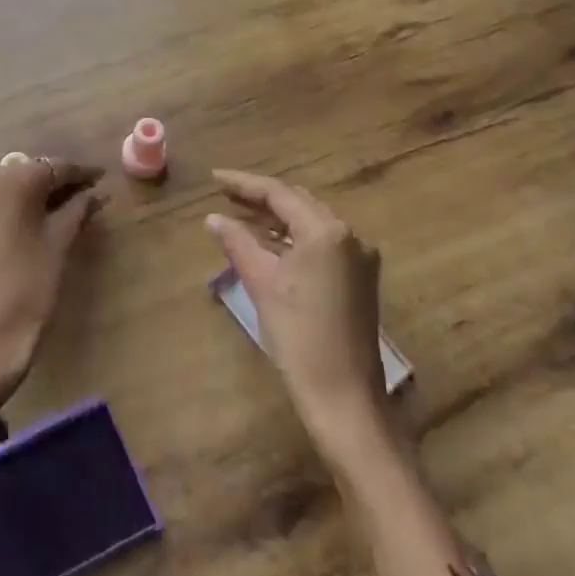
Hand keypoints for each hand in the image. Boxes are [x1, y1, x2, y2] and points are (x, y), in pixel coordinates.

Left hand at [0, 156, 103, 411]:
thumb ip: (77, 211)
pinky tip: (39, 223)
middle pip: (28, 173)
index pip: (52, 166)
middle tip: (89, 194)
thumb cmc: (27, 289)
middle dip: (59, 181)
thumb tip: (95, 192)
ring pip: (10, 188)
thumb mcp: (59, 246)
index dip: (81, 172)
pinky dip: (18, 208)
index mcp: (10, 183)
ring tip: (69, 209)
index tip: (103, 177)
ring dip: (38, 194)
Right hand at [206, 169, 390, 451]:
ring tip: (240, 216)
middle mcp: (349, 236)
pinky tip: (268, 244)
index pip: (279, 193)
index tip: (214, 179)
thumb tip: (214, 218)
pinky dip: (293, 239)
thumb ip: (237, 242)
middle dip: (261, 198)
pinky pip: (321, 244)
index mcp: (326, 231)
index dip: (244, 183)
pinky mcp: (360, 279)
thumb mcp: (261, 283)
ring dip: (277, 218)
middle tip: (225, 195)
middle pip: (298, 203)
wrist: (344, 396)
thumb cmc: (299, 335)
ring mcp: (359, 258)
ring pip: (311, 223)